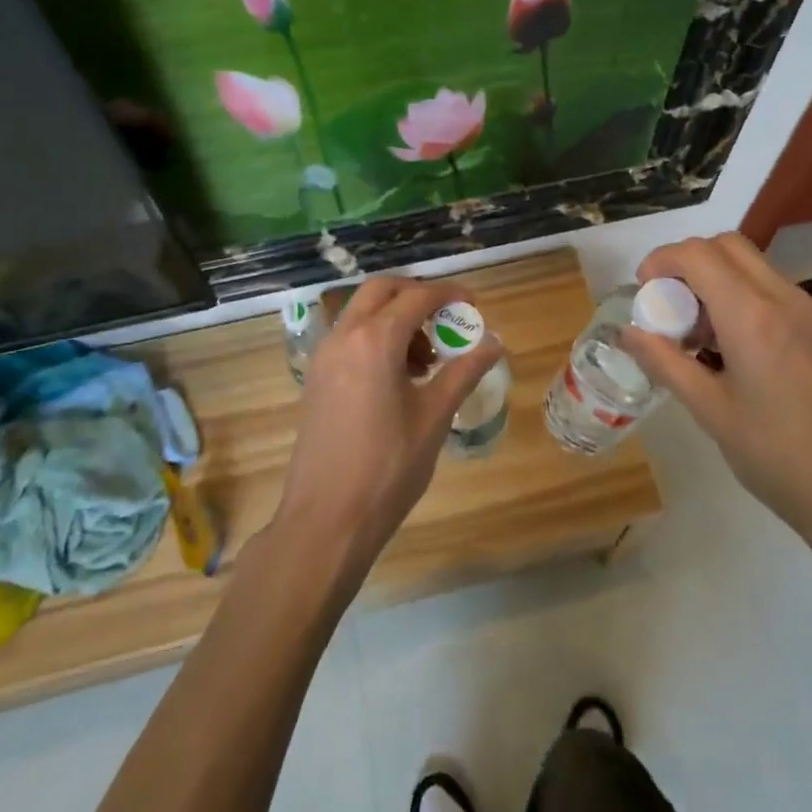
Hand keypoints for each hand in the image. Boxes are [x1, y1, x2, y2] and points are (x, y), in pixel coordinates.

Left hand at [275, 276, 502, 577]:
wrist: (326, 521)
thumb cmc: (388, 468)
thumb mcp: (434, 417)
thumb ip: (464, 371)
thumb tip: (494, 342)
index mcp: (375, 340)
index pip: (417, 297)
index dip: (448, 294)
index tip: (473, 305)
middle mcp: (344, 336)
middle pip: (382, 290)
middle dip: (417, 295)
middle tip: (447, 319)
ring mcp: (324, 356)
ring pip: (362, 312)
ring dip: (396, 317)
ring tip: (428, 359)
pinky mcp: (316, 377)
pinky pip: (349, 336)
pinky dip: (376, 336)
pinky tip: (399, 376)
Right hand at [625, 233, 811, 566]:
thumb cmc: (780, 457)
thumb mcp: (711, 411)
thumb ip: (666, 363)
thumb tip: (628, 333)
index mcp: (752, 315)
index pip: (697, 254)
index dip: (661, 261)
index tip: (645, 293)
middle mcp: (786, 299)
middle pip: (728, 246)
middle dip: (689, 263)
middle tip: (671, 308)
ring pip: (755, 267)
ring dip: (718, 281)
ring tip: (703, 338)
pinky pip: (778, 293)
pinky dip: (746, 300)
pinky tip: (741, 355)